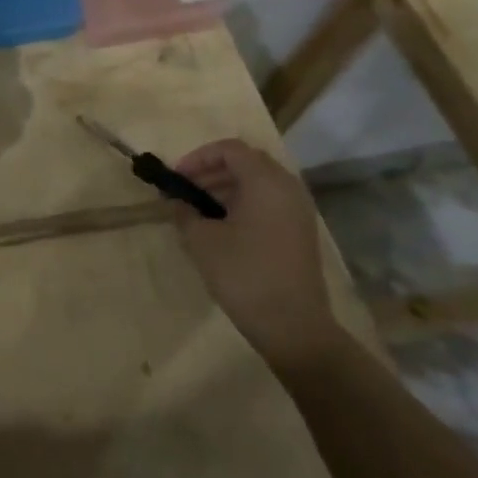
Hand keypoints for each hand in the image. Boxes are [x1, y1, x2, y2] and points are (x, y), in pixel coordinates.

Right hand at [171, 139, 339, 368]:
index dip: (198, 157)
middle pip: (247, 162)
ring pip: (258, 182)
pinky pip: (269, 201)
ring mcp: (298, 211)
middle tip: (186, 190)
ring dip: (227, 187)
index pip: (230, 149)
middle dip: (212, 170)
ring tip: (200, 209)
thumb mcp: (202, 240)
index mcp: (266, 182)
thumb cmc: (244, 274)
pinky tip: (223, 226)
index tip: (177, 178)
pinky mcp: (300, 232)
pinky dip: (244, 202)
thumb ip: (184, 212)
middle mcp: (287, 188)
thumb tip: (176, 201)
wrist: (293, 327)